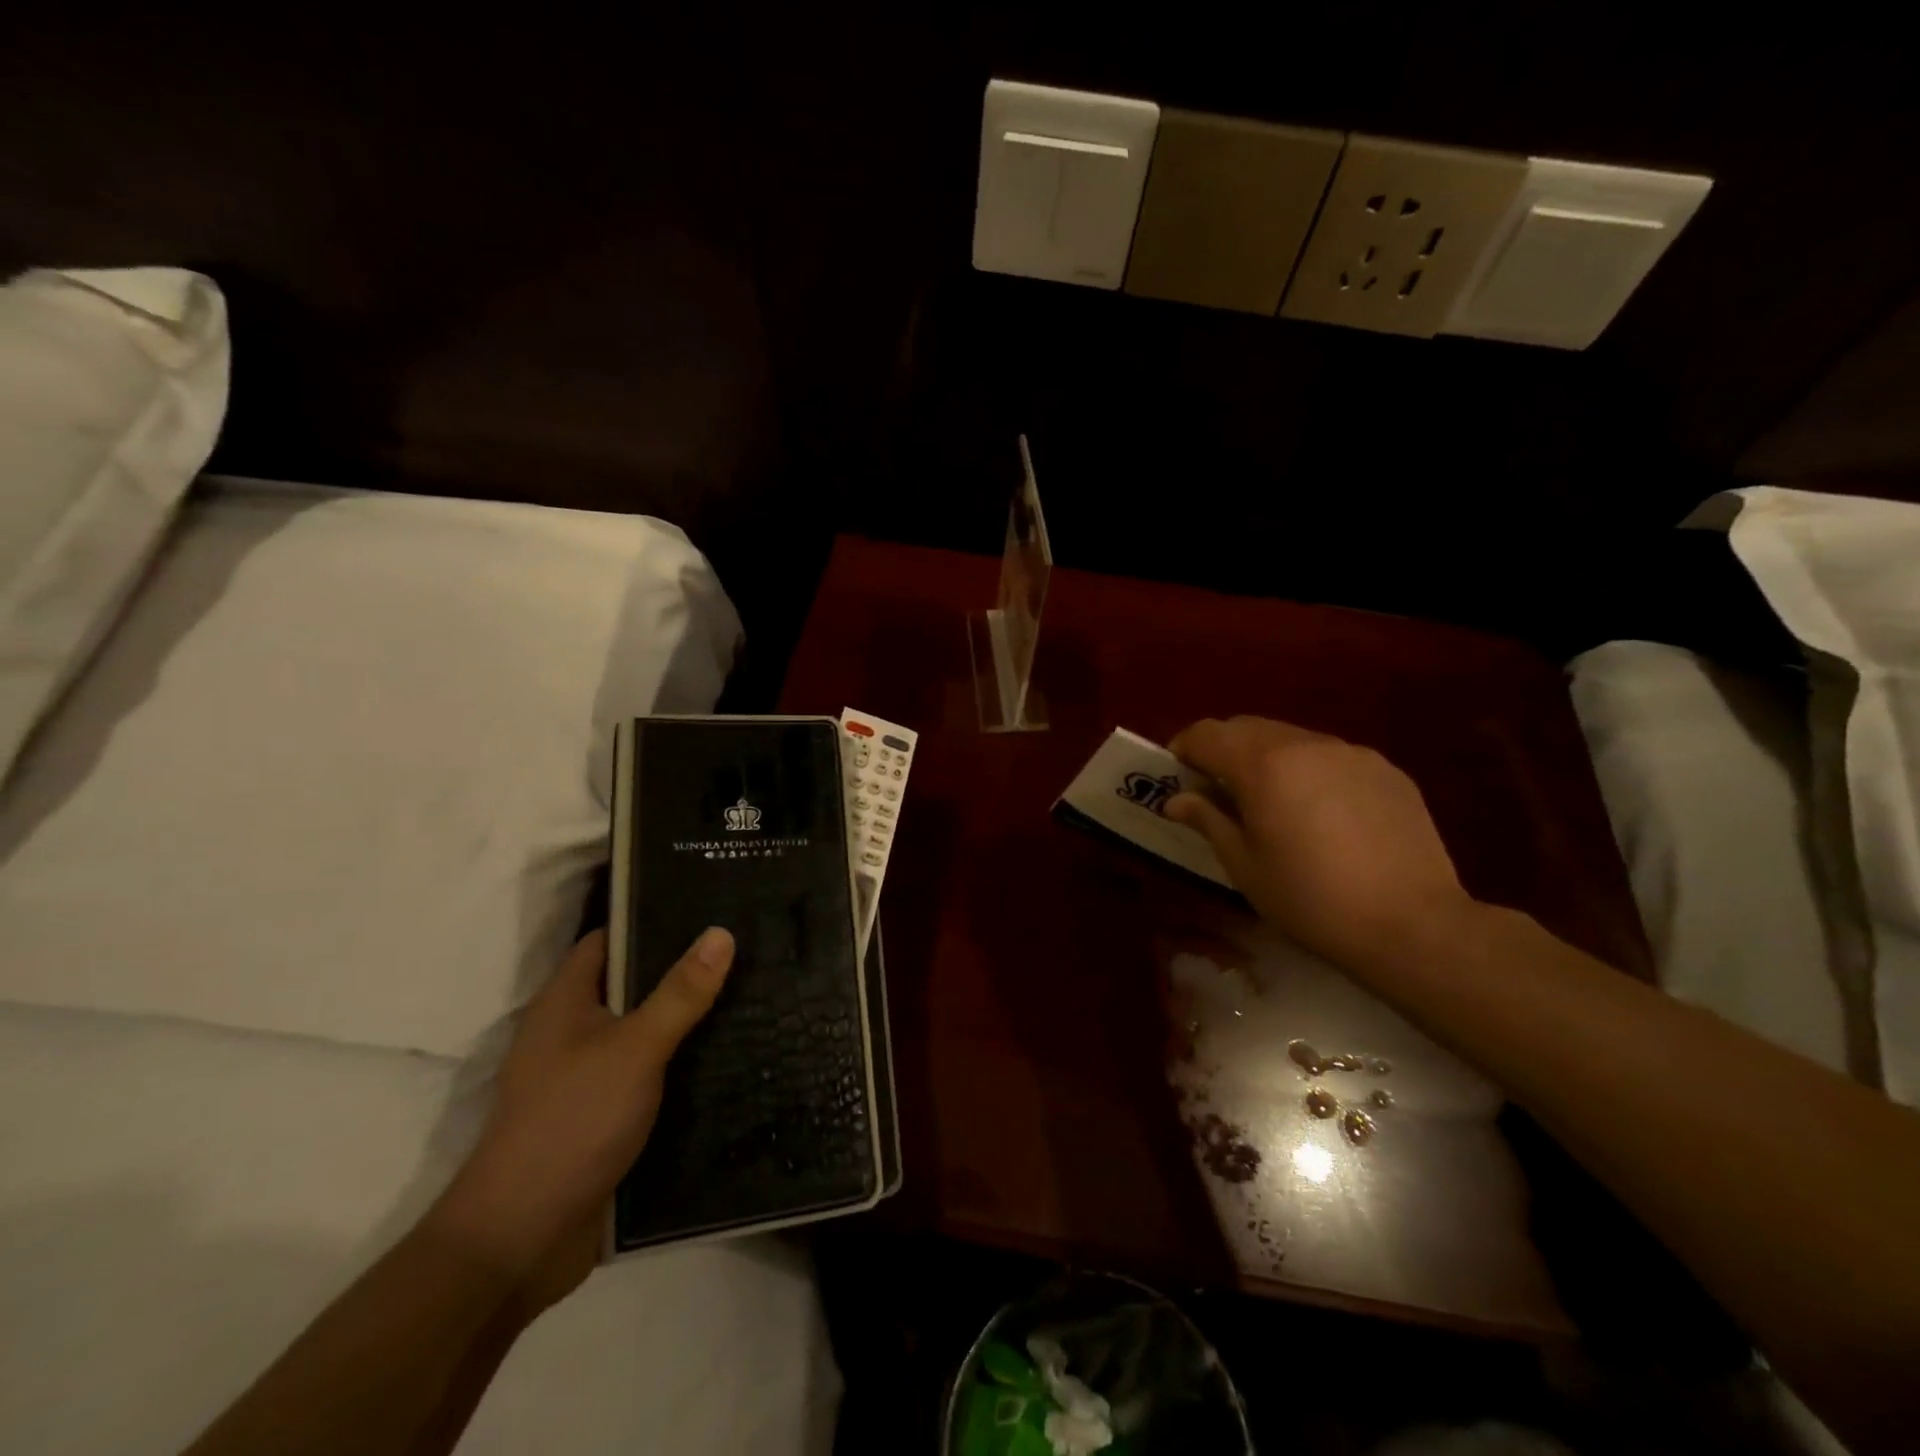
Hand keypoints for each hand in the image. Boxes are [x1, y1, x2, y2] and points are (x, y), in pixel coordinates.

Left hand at [425, 925, 733, 1313]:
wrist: (521, 1241)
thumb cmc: (572, 1123)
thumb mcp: (635, 1048)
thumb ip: (680, 992)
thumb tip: (721, 932)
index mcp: (565, 1002)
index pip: (609, 939)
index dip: (652, 918)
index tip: (708, 905)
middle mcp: (573, 1032)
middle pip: (633, 983)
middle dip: (683, 967)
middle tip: (745, 945)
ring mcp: (588, 1076)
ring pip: (646, 1030)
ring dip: (688, 1017)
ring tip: (751, 989)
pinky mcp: (606, 1115)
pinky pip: (651, 1073)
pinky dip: (684, 1061)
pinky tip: (731, 1052)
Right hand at [1165, 716, 1474, 969]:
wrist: (1413, 925)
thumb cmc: (1311, 900)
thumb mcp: (1244, 866)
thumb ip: (1208, 820)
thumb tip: (1177, 800)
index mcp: (1263, 765)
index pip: (1207, 733)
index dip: (1184, 749)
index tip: (1177, 775)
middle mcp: (1306, 744)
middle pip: (1248, 727)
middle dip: (1223, 750)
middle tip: (1217, 790)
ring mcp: (1352, 753)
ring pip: (1291, 739)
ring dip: (1266, 758)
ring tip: (1270, 802)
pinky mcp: (1386, 769)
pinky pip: (1330, 757)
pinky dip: (1309, 771)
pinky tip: (1320, 814)